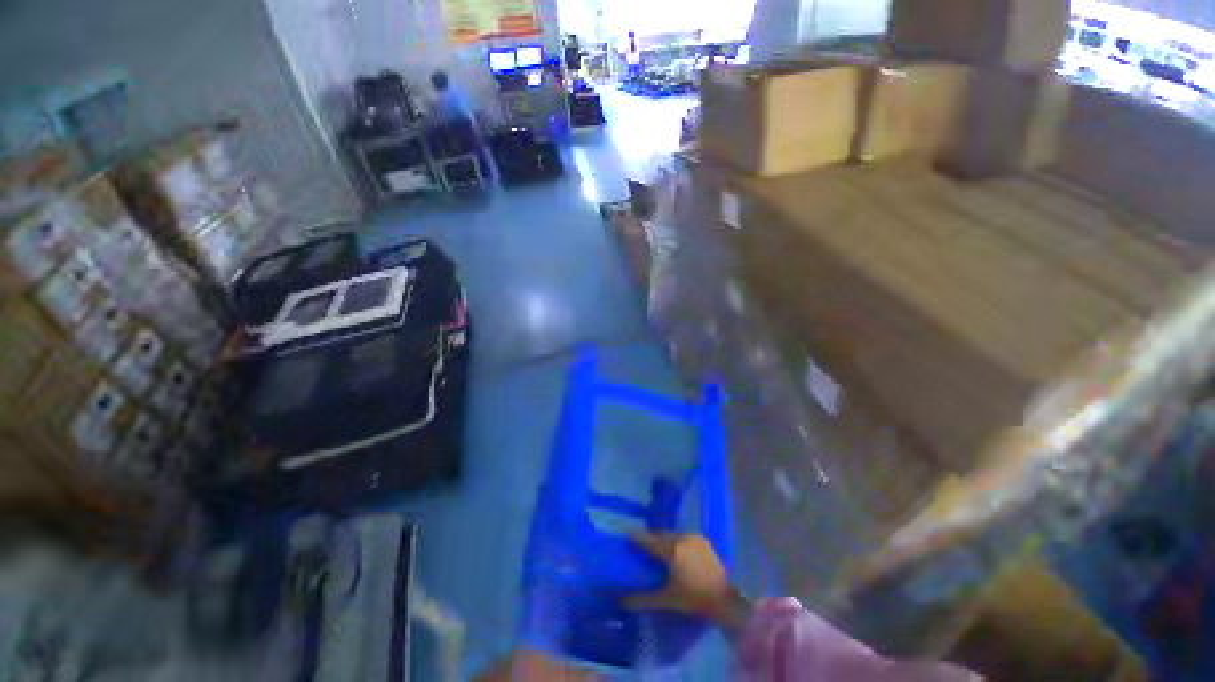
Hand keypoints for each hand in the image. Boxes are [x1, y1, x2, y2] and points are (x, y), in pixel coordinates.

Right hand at [623, 532, 751, 633]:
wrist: (724, 599)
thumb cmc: (693, 599)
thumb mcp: (666, 600)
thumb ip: (643, 599)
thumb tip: (621, 600)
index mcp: (671, 550)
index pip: (648, 540)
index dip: (635, 537)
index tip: (624, 533)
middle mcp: (681, 538)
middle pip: (660, 535)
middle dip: (649, 538)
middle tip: (640, 544)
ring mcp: (693, 537)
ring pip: (672, 534)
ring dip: (662, 539)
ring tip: (656, 547)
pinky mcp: (702, 540)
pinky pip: (683, 536)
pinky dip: (675, 540)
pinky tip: (674, 549)